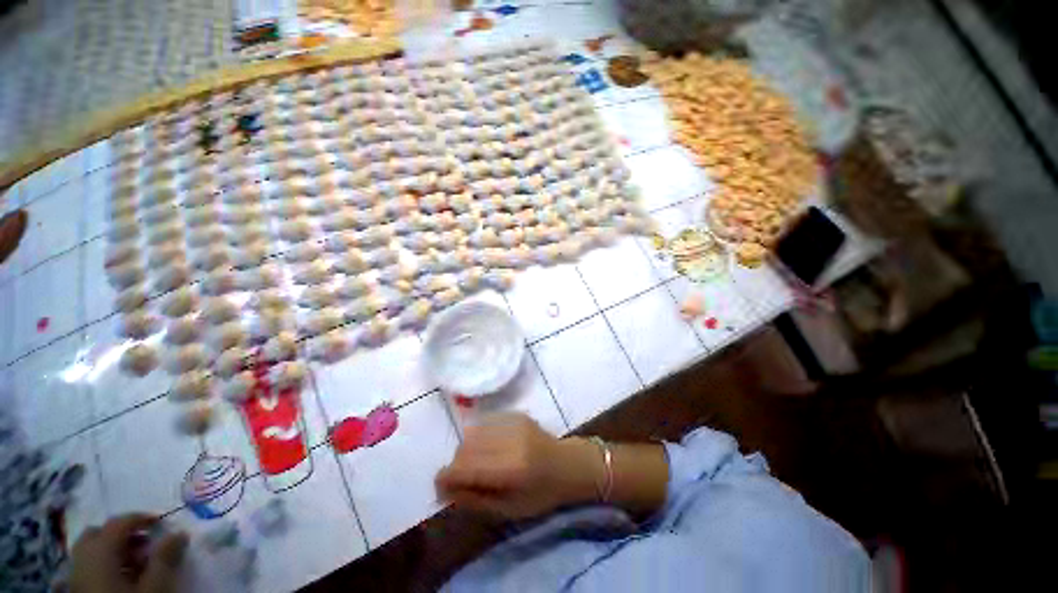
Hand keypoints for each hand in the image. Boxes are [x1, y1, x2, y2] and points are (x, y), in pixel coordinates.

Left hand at [69, 514, 188, 592]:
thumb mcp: (154, 586)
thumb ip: (165, 558)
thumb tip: (179, 533)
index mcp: (99, 551)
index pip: (118, 523)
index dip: (141, 518)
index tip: (162, 522)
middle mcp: (82, 557)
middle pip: (98, 534)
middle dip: (121, 534)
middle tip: (145, 542)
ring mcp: (76, 575)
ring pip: (92, 552)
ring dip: (115, 550)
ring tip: (138, 562)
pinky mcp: (78, 588)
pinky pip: (90, 567)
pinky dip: (107, 565)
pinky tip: (124, 578)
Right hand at [435, 413, 600, 518]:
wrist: (568, 463)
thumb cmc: (542, 494)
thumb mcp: (508, 509)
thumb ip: (474, 499)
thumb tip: (444, 490)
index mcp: (511, 468)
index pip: (464, 467)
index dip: (445, 478)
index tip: (441, 489)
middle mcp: (510, 439)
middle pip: (465, 447)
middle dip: (456, 465)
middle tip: (462, 479)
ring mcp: (513, 422)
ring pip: (472, 432)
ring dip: (467, 450)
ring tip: (477, 463)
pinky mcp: (515, 413)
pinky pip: (485, 423)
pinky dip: (480, 437)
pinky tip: (490, 448)